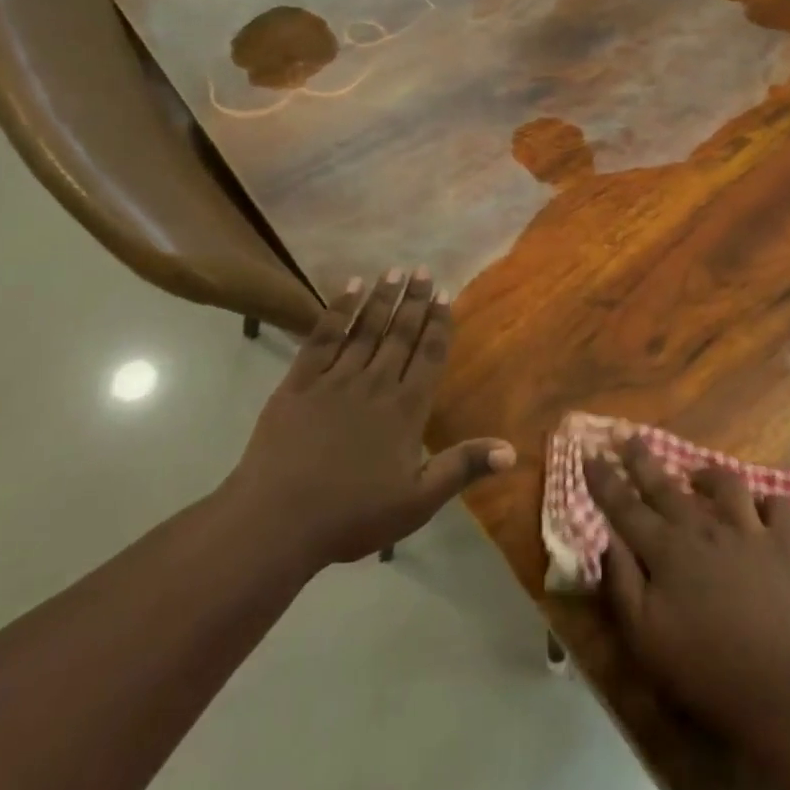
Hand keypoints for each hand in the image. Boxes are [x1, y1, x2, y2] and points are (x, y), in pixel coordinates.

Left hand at [225, 268, 514, 572]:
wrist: (277, 520)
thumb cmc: (352, 515)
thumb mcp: (417, 500)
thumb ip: (462, 468)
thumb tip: (513, 451)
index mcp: (405, 409)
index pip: (428, 356)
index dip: (438, 324)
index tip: (444, 294)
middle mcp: (375, 383)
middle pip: (399, 334)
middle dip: (413, 301)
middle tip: (422, 269)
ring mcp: (335, 379)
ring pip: (365, 329)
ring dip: (382, 298)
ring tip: (394, 270)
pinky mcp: (299, 382)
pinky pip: (323, 337)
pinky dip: (338, 311)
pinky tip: (349, 288)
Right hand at [584, 438, 789, 739]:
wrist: (778, 688)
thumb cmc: (702, 669)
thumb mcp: (644, 637)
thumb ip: (621, 583)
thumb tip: (606, 540)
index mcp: (666, 550)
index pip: (625, 507)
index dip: (605, 480)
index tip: (590, 454)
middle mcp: (703, 528)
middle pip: (666, 485)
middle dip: (643, 460)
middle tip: (630, 437)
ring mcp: (747, 531)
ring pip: (726, 484)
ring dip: (708, 475)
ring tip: (698, 477)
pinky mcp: (784, 546)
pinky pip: (780, 507)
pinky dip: (770, 503)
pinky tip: (761, 509)